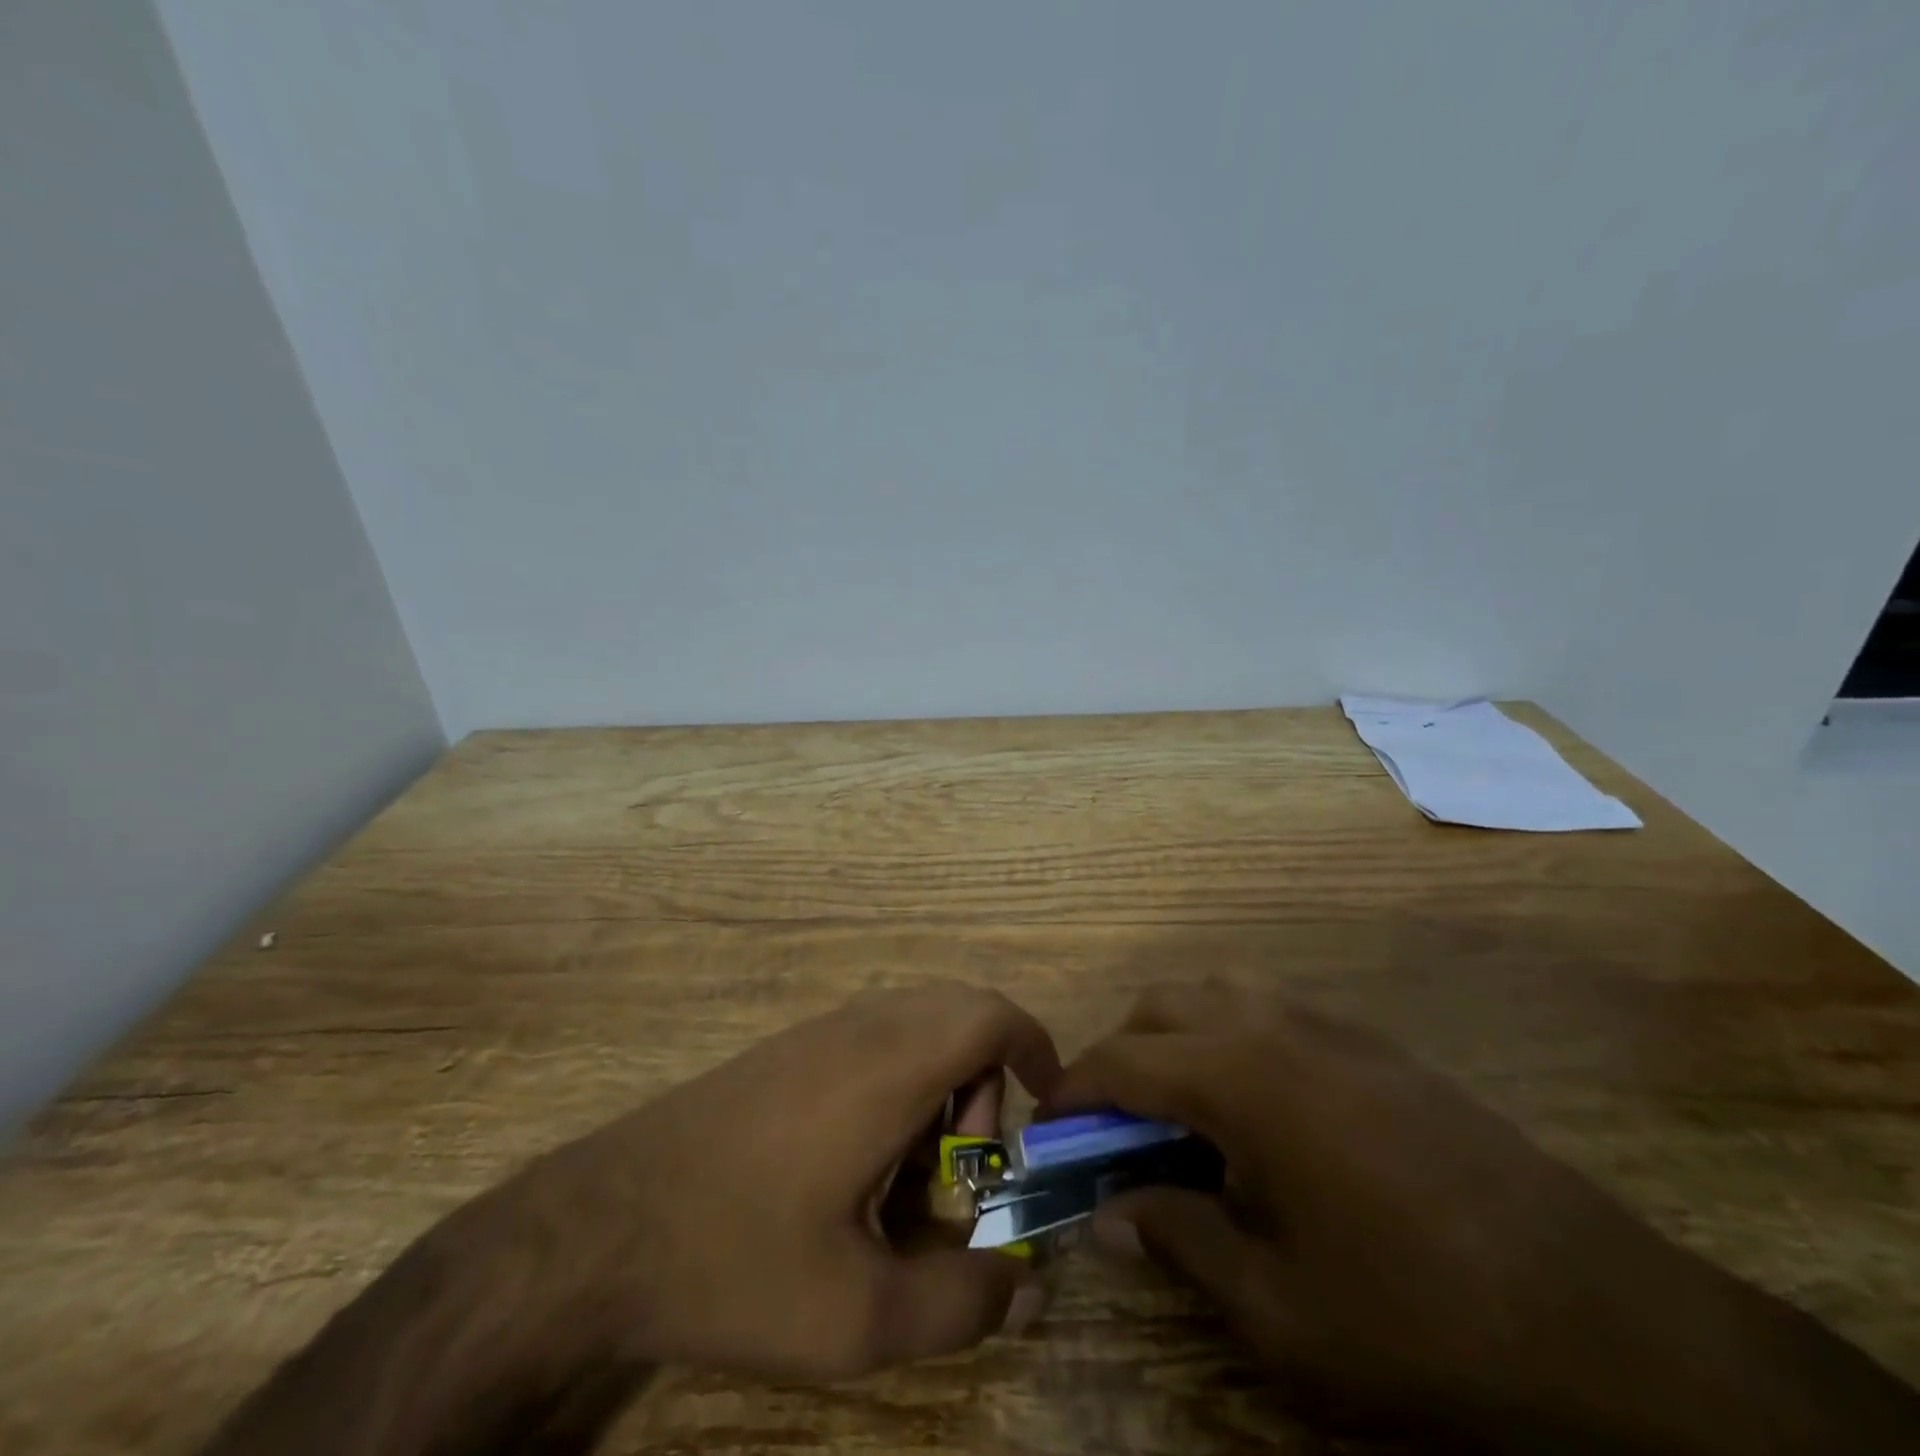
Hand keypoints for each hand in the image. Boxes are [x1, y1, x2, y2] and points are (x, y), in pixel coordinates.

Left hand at [201, 984, 1059, 1455]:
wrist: (595, 1228)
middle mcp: (860, 1026)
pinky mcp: (788, 1047)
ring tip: (905, 1180)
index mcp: (889, 1065)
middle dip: (987, 1083)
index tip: (1049, 1105)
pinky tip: (854, 1166)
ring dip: (940, 1087)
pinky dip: (899, 1083)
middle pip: (960, 1011)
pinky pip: (874, 1037)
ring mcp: (818, 1029)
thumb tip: (1026, 1283)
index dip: (1035, 1046)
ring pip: (917, 1024)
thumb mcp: (858, 1316)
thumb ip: (961, 1302)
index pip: (990, 1014)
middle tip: (965, 1170)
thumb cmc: (735, 1260)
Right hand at [1051, 983, 1919, 1454]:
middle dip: (1120, 1056)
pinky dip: (1230, 1039)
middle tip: (1113, 1128)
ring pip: (1216, 994)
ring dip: (1176, 1038)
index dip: (1073, 1092)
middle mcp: (1274, 1025)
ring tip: (1180, 1114)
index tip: (1048, 1129)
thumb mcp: (1278, 1309)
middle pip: (1161, 1007)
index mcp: (1240, 1076)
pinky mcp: (1373, 1042)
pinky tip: (1257, 1114)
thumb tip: (1107, 1213)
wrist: (1606, 1318)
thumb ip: (1177, 1241)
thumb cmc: (1418, 1316)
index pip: (1121, 1061)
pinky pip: (1270, 1011)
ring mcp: (1330, 1025)